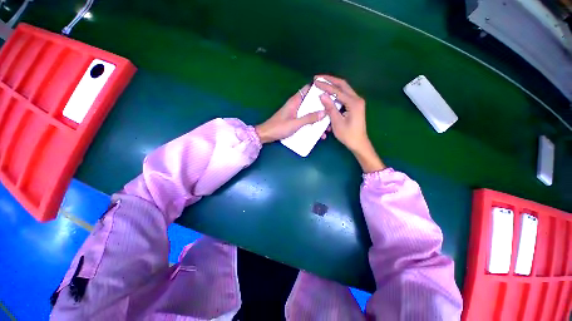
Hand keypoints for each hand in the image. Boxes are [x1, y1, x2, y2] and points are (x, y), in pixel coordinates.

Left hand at [255, 85, 325, 143]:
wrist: (266, 135)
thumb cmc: (279, 127)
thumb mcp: (295, 123)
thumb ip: (309, 118)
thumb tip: (324, 112)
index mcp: (295, 101)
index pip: (308, 89)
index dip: (318, 89)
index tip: (329, 94)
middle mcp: (296, 105)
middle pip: (311, 103)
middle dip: (322, 108)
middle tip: (332, 114)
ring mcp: (295, 114)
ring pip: (310, 113)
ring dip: (318, 119)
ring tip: (326, 128)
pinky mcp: (295, 121)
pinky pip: (306, 121)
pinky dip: (312, 125)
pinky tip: (318, 134)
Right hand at [315, 75, 384, 172]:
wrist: (359, 143)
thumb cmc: (348, 135)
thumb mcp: (337, 122)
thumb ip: (330, 108)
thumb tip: (322, 95)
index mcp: (354, 102)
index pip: (337, 90)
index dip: (325, 85)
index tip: (315, 81)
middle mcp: (357, 99)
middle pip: (342, 85)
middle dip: (330, 80)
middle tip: (318, 77)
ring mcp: (357, 102)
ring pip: (344, 89)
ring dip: (333, 85)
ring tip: (323, 82)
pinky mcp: (355, 105)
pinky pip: (344, 96)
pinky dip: (336, 93)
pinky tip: (329, 92)